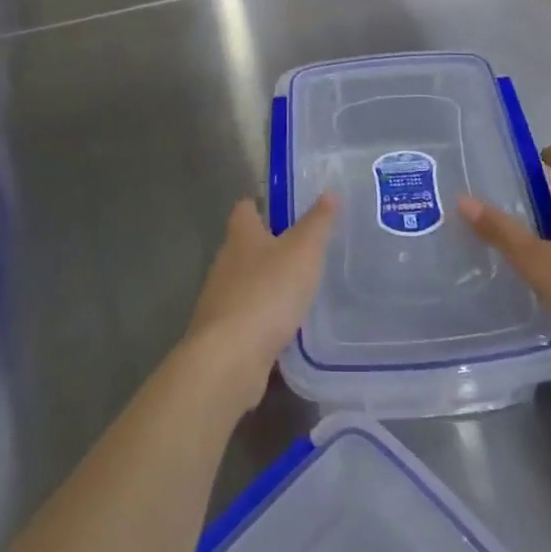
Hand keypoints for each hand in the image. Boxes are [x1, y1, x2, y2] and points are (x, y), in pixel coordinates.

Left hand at [183, 193, 336, 411]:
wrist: (229, 358)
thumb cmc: (267, 292)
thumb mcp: (302, 251)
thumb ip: (317, 223)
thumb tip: (329, 192)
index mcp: (240, 236)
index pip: (245, 208)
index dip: (263, 204)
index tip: (287, 208)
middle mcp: (225, 263)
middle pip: (246, 246)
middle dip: (271, 246)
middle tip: (306, 248)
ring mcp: (221, 300)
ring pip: (247, 282)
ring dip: (269, 284)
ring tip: (302, 287)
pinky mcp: (224, 334)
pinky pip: (249, 317)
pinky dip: (266, 318)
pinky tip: (288, 326)